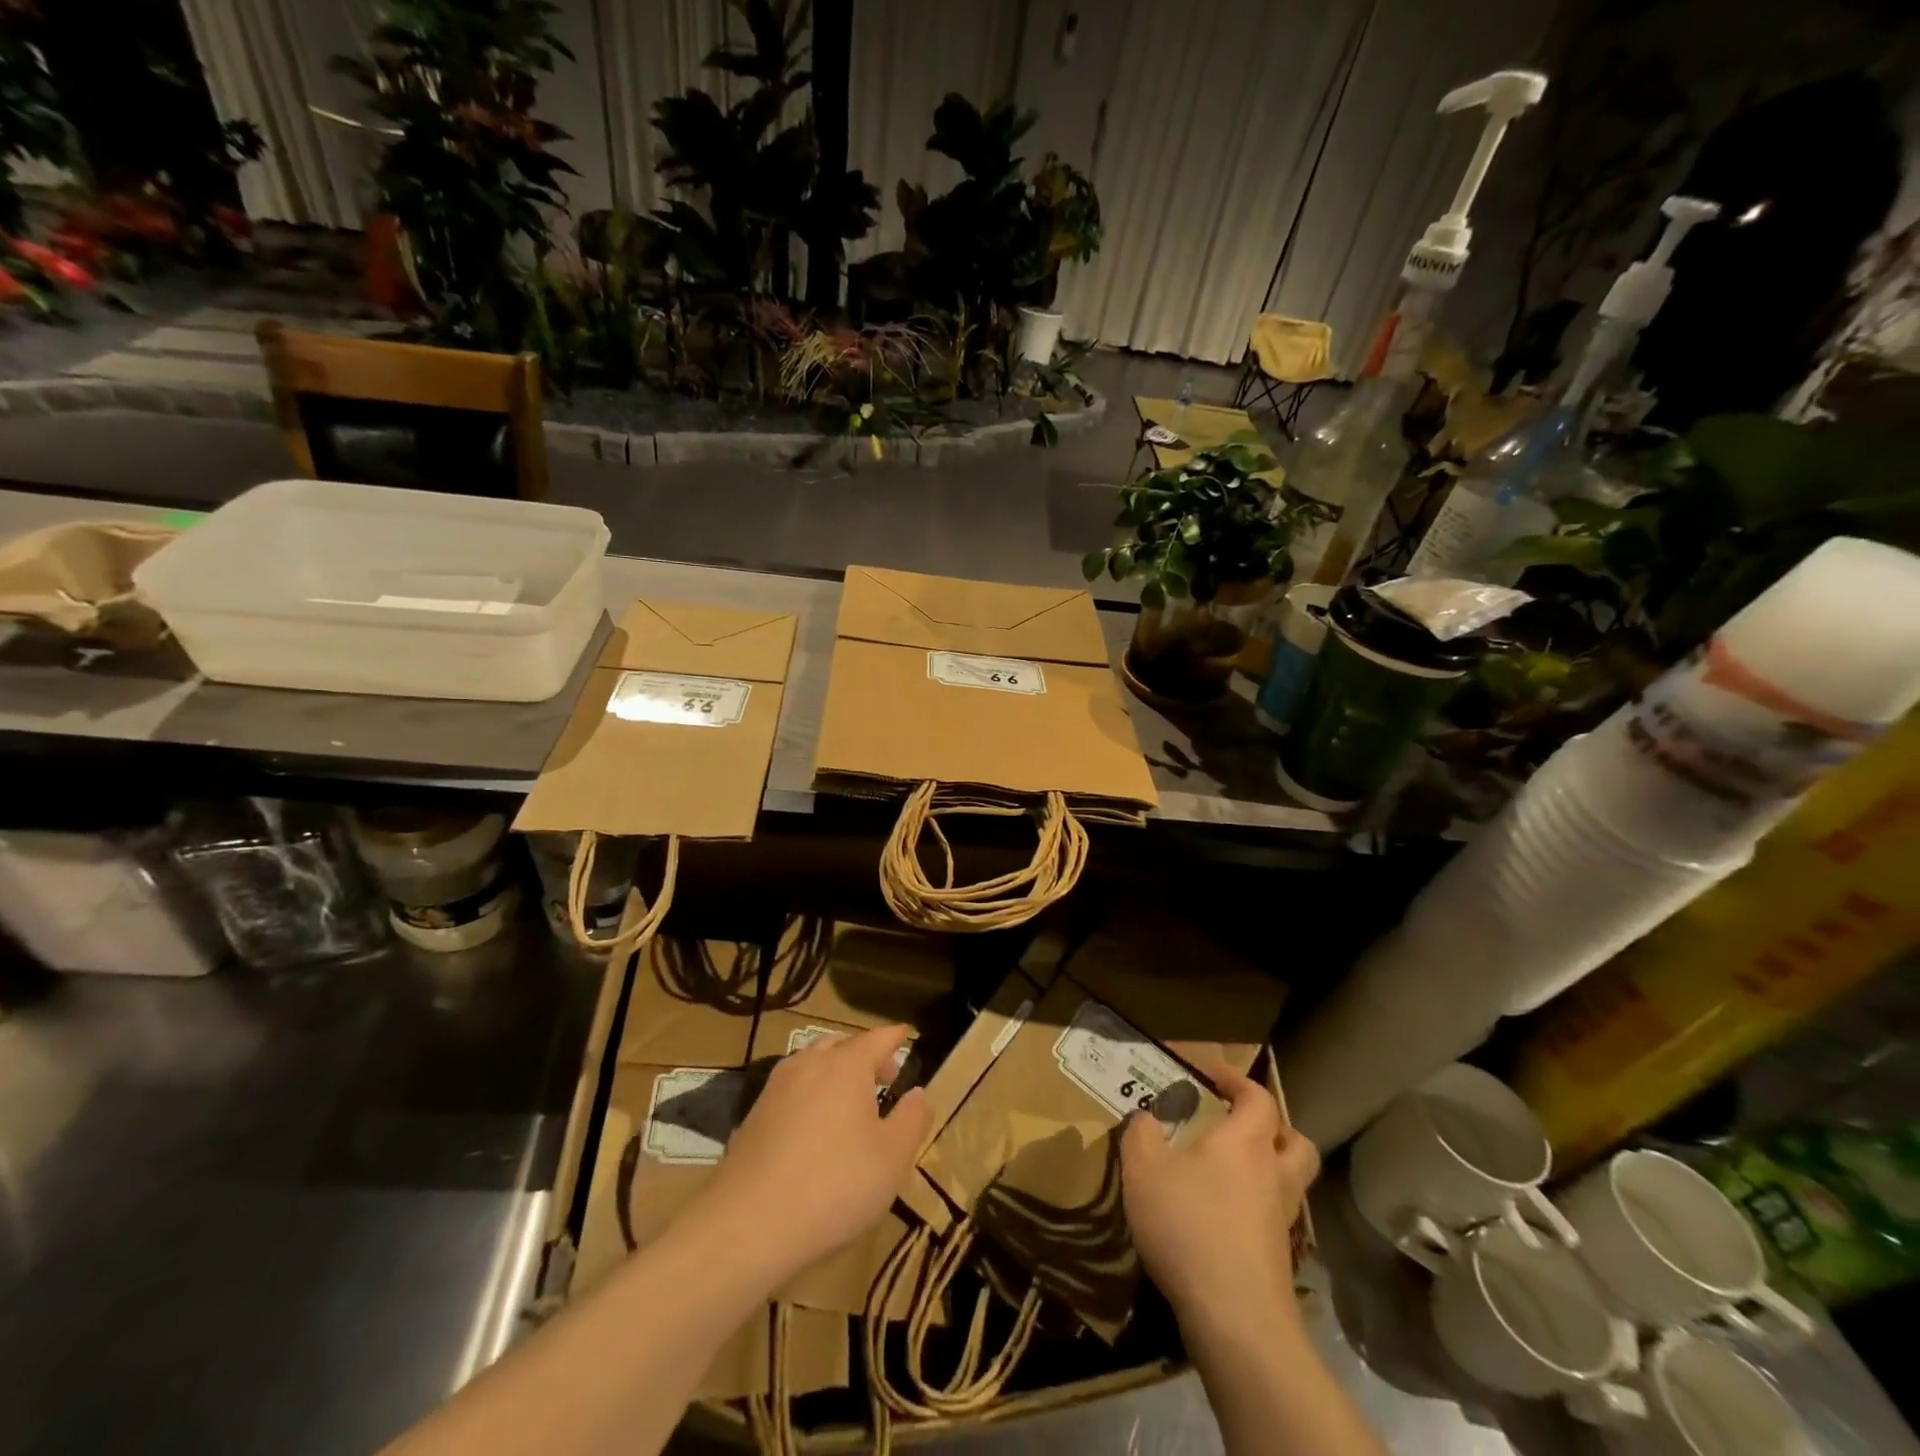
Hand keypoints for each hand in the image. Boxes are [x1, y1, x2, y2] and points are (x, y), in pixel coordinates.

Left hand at [700, 1024, 931, 1286]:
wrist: (747, 1224)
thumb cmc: (834, 1184)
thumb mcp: (892, 1158)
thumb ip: (912, 1119)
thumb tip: (919, 1092)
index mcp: (846, 1065)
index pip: (877, 1038)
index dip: (895, 1037)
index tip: (906, 1033)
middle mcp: (809, 1064)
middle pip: (841, 1044)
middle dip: (864, 1054)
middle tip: (884, 1074)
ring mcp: (776, 1088)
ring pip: (812, 1064)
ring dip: (834, 1072)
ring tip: (849, 1100)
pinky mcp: (753, 1117)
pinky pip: (791, 1091)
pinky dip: (810, 1095)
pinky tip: (814, 1127)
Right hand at [1121, 1066, 1318, 1331]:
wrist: (1235, 1319)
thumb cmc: (1189, 1226)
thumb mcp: (1144, 1168)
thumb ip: (1142, 1133)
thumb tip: (1147, 1119)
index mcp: (1246, 1142)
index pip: (1258, 1097)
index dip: (1236, 1080)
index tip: (1208, 1075)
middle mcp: (1274, 1175)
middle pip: (1294, 1141)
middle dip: (1272, 1127)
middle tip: (1237, 1126)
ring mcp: (1282, 1221)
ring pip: (1290, 1183)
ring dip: (1268, 1169)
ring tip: (1228, 1172)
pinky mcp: (1279, 1260)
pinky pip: (1274, 1219)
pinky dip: (1256, 1209)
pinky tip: (1222, 1218)